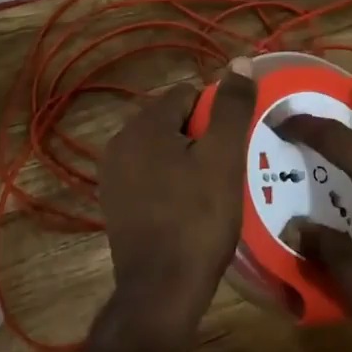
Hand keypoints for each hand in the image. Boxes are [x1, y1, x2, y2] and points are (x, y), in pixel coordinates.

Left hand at [97, 59, 256, 351]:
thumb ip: (231, 106)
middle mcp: (119, 143)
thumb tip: (239, 61)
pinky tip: (187, 211)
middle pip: (172, 121)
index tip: (230, 149)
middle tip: (224, 172)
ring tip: (210, 193)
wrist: (162, 291)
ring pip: (161, 151)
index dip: (215, 116)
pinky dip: (170, 184)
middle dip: (200, 138)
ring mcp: (112, 176)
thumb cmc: (198, 218)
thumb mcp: (223, 157)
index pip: (187, 95)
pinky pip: (149, 177)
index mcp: (142, 125)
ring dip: (186, 162)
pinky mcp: (114, 204)